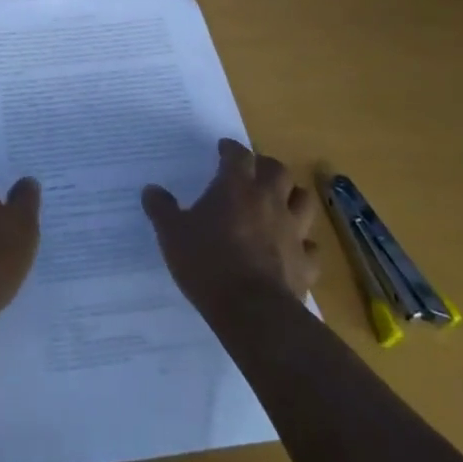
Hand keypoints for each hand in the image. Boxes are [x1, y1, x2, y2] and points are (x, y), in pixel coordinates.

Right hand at [142, 138, 319, 314]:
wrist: (253, 312)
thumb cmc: (208, 263)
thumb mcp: (172, 234)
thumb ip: (161, 208)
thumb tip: (151, 189)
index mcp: (236, 187)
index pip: (238, 154)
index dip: (231, 149)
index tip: (223, 149)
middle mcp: (268, 201)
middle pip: (277, 170)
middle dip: (265, 166)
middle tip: (253, 172)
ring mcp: (293, 231)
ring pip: (303, 200)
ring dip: (293, 196)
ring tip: (280, 201)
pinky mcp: (306, 263)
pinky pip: (311, 247)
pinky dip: (304, 244)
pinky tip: (294, 248)